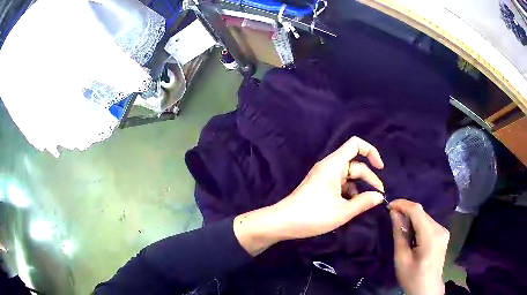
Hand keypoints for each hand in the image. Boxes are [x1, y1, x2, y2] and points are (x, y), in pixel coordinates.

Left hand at [234, 136, 385, 255]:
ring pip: (348, 176)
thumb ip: (363, 202)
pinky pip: (340, 184)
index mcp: (333, 165)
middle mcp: (329, 167)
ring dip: (359, 188)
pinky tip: (351, 207)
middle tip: (379, 196)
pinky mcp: (321, 186)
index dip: (371, 151)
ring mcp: (324, 176)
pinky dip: (349, 192)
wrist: (283, 222)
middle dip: (369, 178)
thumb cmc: (312, 216)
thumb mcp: (342, 211)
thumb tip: (379, 196)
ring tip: (364, 204)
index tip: (380, 168)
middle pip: (355, 164)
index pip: (355, 144)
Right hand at [389, 199, 448, 294]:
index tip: (388, 205)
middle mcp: (440, 229)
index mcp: (431, 236)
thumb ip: (399, 234)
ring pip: (425, 217)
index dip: (402, 204)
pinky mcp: (443, 234)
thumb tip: (394, 214)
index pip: (417, 211)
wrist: (427, 289)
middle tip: (391, 215)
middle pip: (422, 213)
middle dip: (406, 211)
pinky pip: (428, 223)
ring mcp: (443, 231)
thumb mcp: (401, 259)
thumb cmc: (412, 277)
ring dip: (412, 217)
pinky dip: (418, 223)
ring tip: (399, 223)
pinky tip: (411, 231)